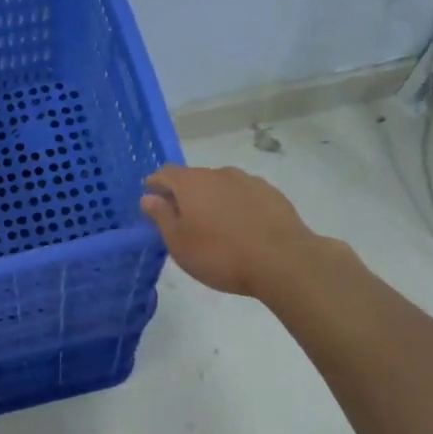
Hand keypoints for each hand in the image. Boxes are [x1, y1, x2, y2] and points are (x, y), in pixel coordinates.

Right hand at [140, 164, 319, 298]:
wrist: (283, 261)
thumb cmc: (220, 255)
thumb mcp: (179, 243)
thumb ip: (162, 217)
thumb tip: (149, 197)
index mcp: (192, 182)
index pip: (165, 172)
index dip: (156, 184)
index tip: (152, 199)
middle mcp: (219, 173)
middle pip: (195, 178)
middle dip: (186, 194)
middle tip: (184, 220)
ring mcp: (249, 181)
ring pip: (222, 186)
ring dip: (214, 199)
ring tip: (216, 226)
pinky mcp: (273, 194)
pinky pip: (246, 195)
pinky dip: (238, 206)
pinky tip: (243, 228)